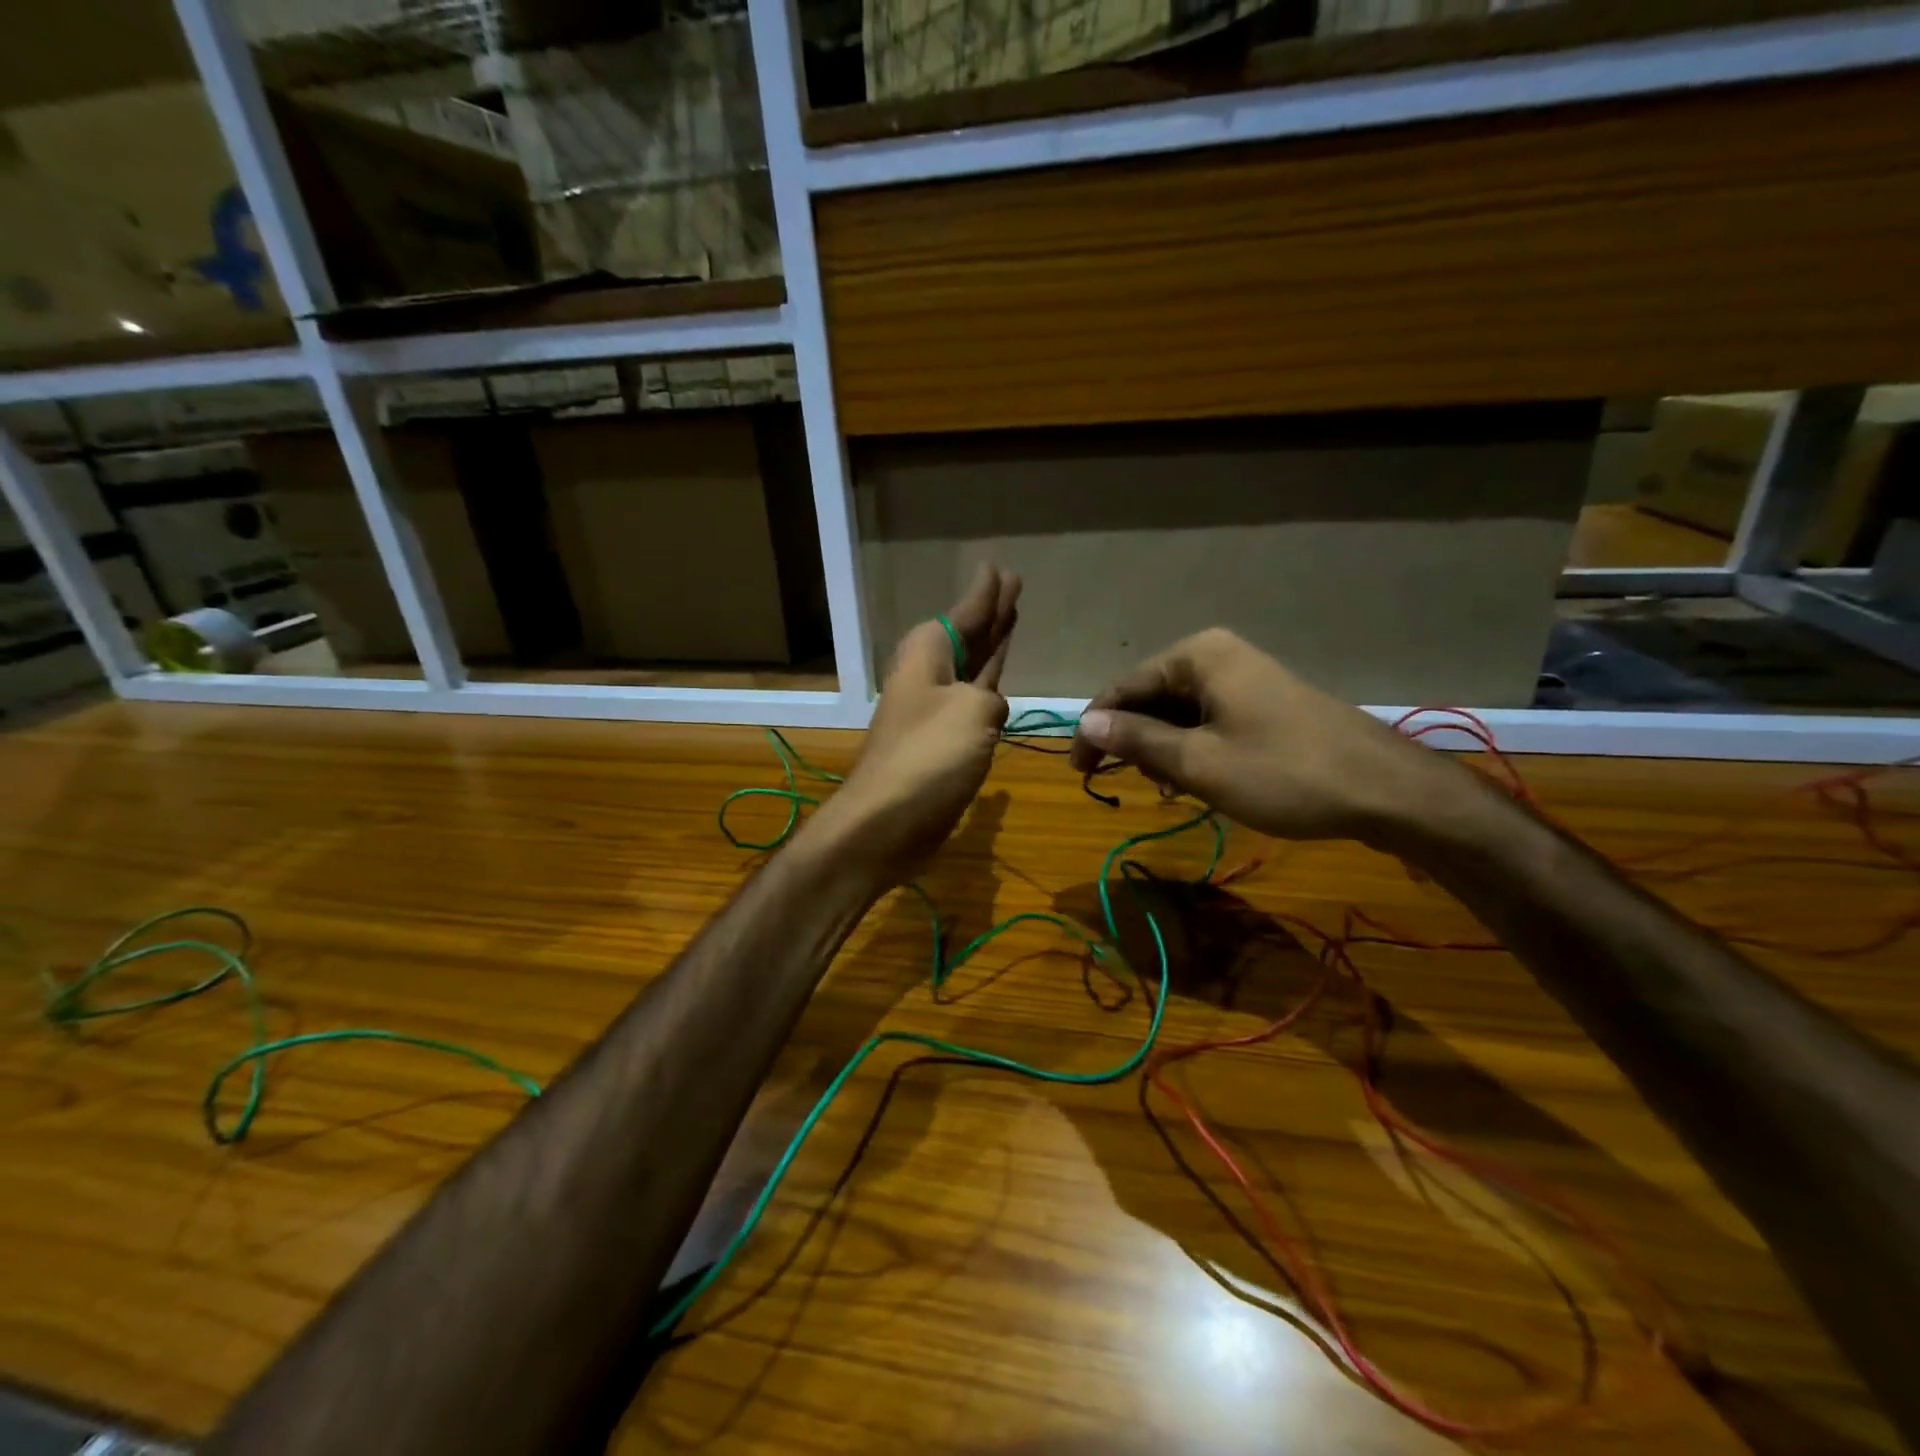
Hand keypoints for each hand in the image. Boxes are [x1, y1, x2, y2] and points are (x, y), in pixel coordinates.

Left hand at [815, 564, 1021, 879]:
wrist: (886, 821)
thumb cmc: (928, 757)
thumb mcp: (974, 712)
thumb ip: (992, 698)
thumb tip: (990, 709)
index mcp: (929, 655)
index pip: (964, 613)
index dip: (986, 594)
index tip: (999, 568)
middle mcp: (928, 675)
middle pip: (966, 635)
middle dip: (990, 613)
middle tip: (1013, 585)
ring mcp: (934, 710)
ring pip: (970, 666)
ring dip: (990, 645)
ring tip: (1011, 618)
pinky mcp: (942, 742)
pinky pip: (971, 699)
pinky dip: (987, 685)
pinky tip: (999, 682)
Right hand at [1067, 628, 1460, 843]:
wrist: (1386, 790)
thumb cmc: (1283, 773)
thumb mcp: (1199, 763)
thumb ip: (1137, 740)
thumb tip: (1086, 724)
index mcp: (1197, 655)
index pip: (1123, 689)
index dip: (1095, 731)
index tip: (1079, 772)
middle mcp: (1218, 654)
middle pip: (1151, 698)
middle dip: (1134, 742)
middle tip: (1127, 785)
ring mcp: (1245, 676)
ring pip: (1179, 713)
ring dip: (1163, 750)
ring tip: (1168, 789)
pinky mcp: (1264, 701)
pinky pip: (1209, 720)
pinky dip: (1193, 749)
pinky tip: (1195, 781)